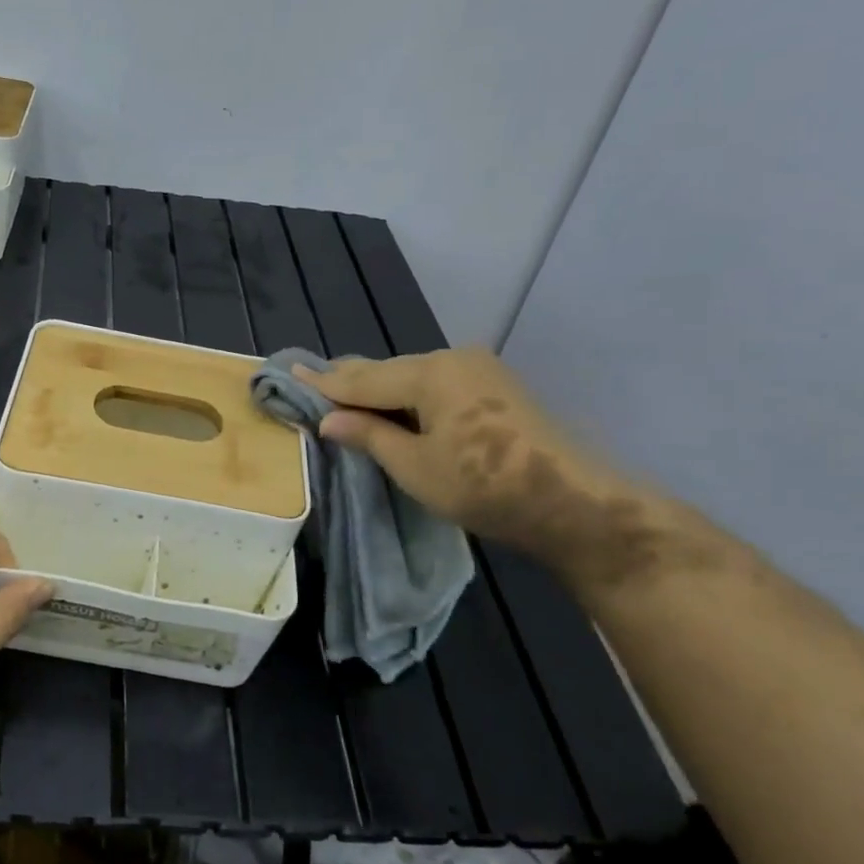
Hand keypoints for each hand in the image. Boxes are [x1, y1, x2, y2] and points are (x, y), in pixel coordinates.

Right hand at [300, 349, 652, 577]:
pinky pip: (437, 384)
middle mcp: (454, 359)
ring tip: (349, 398)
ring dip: (382, 391)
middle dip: (352, 382)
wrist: (573, 503)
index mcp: (430, 373)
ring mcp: (480, 370)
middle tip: (314, 383)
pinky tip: (397, 407)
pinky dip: (410, 397)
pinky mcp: (496, 387)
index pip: (363, 379)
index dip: (325, 382)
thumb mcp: (415, 466)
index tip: (290, 371)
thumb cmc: (484, 486)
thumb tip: (328, 419)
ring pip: (413, 376)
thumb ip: (369, 436)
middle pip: (388, 371)